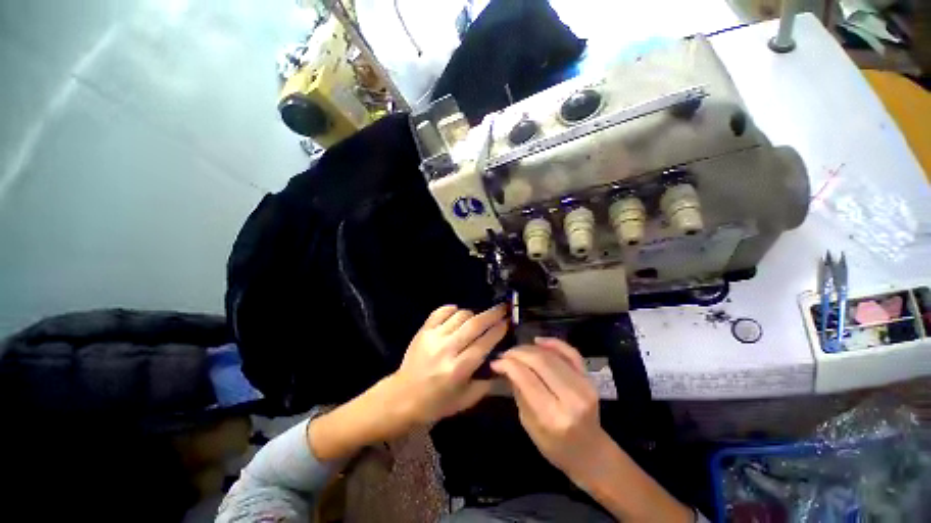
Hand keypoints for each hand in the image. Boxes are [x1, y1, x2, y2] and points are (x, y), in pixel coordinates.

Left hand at [308, 304, 506, 461]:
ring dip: (473, 314)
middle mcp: (447, 349)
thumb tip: (500, 362)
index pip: (484, 343)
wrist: (402, 397)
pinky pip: (441, 311)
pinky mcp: (423, 331)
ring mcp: (433, 337)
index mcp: (458, 369)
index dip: (498, 330)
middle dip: (492, 314)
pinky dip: (452, 309)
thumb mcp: (465, 400)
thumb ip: (486, 383)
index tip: (508, 322)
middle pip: (474, 325)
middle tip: (503, 308)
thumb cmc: (436, 403)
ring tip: (478, 319)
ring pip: (460, 315)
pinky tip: (457, 314)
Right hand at [490, 338, 608, 477]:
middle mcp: (571, 398)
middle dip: (518, 353)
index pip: (526, 378)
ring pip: (552, 355)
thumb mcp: (529, 424)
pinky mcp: (590, 379)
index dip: (508, 364)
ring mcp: (584, 386)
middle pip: (540, 361)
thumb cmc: (555, 446)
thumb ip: (519, 392)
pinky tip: (538, 341)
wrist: (590, 453)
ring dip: (531, 348)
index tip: (496, 361)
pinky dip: (554, 343)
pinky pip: (571, 353)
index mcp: (552, 415)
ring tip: (518, 351)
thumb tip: (504, 366)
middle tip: (506, 354)